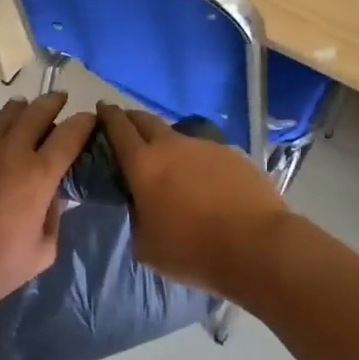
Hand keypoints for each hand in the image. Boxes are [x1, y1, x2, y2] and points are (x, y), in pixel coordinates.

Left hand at [0, 91, 96, 325]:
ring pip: (5, 115)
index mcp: (39, 175)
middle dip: (53, 102)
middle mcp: (11, 152)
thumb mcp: (40, 253)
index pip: (70, 135)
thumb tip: (54, 197)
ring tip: (26, 108)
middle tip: (61, 98)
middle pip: (37, 112)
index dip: (84, 122)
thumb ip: (54, 219)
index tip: (90, 119)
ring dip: (21, 109)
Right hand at [97, 103, 289, 298]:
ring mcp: (205, 146)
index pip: (118, 128)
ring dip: (166, 141)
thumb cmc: (192, 251)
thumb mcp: (147, 245)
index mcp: (143, 164)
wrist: (256, 245)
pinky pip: (205, 150)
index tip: (101, 108)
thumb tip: (142, 204)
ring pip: (177, 134)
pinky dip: (196, 159)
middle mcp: (172, 145)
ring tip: (168, 160)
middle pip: (146, 119)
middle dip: (132, 119)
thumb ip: (137, 216)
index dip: (107, 116)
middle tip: (126, 127)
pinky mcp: (232, 153)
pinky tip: (204, 179)